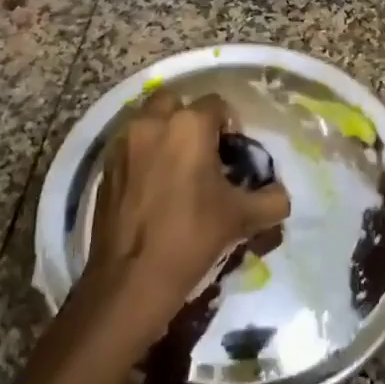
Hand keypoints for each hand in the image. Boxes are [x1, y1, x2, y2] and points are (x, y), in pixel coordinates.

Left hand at [85, 88, 290, 338]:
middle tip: (203, 154)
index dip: (231, 126)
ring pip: (148, 122)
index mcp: (189, 125)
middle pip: (176, 103)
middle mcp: (153, 123)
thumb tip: (279, 194)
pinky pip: (130, 148)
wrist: (132, 279)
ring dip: (164, 135)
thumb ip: (272, 199)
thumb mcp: (243, 219)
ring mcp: (123, 144)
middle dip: (190, 120)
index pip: (218, 104)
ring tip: (177, 171)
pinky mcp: (105, 168)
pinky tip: (153, 190)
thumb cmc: (192, 237)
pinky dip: (143, 157)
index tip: (233, 156)